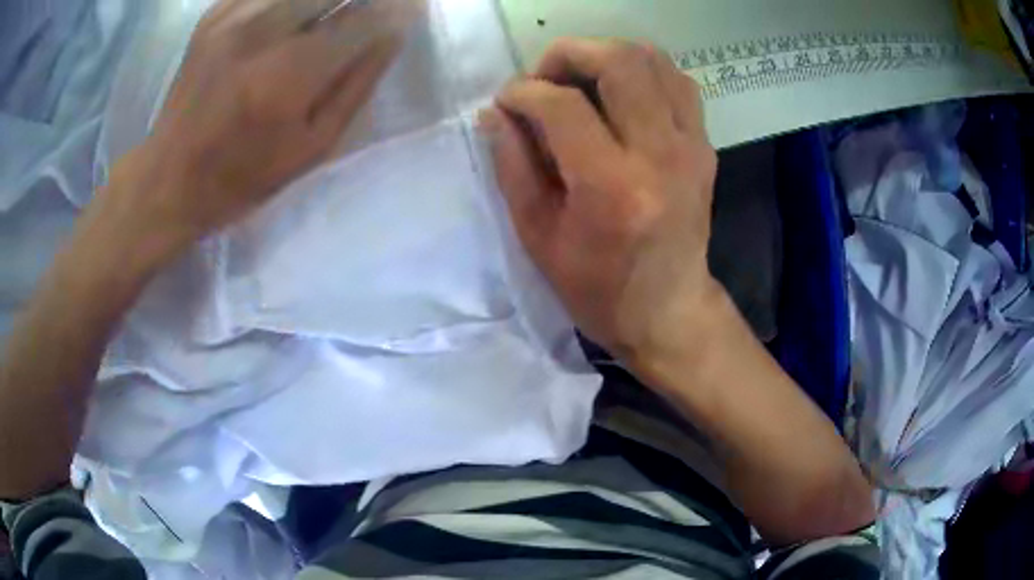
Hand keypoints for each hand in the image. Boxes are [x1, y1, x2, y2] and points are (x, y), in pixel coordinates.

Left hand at [99, 0, 419, 262]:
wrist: (167, 180)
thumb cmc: (242, 176)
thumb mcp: (311, 148)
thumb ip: (356, 86)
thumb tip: (391, 35)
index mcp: (289, 75)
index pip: (363, 18)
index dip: (395, 9)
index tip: (412, 7)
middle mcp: (261, 33)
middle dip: (360, 2)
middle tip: (370, 12)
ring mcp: (232, 18)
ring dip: (322, 3)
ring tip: (331, 18)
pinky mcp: (214, 15)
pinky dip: (287, 2)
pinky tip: (293, 16)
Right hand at [479, 38, 721, 371]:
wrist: (669, 311)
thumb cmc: (597, 288)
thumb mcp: (538, 236)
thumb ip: (512, 166)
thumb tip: (495, 113)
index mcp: (612, 187)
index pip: (562, 105)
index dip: (523, 92)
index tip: (506, 103)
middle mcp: (660, 155)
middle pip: (620, 61)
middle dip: (569, 53)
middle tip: (544, 77)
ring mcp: (691, 146)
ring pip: (654, 60)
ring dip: (607, 56)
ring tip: (580, 80)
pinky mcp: (704, 146)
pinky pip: (677, 82)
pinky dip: (643, 73)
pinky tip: (620, 94)